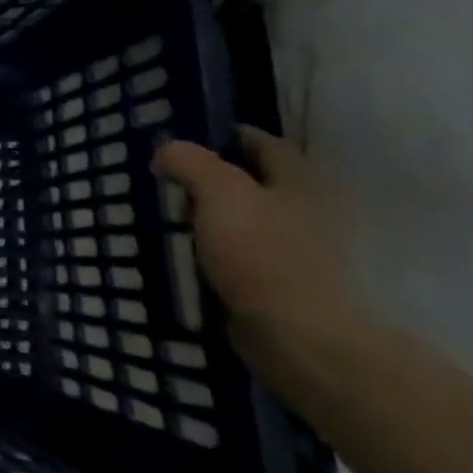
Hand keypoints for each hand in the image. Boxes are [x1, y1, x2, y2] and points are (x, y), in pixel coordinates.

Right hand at [151, 127, 360, 351]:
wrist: (297, 337)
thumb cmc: (261, 254)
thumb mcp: (218, 191)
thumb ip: (189, 161)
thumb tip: (166, 151)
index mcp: (298, 182)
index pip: (264, 142)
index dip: (226, 135)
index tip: (187, 139)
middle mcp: (307, 210)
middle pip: (256, 181)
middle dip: (216, 178)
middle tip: (172, 180)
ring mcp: (298, 251)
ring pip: (248, 219)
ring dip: (215, 216)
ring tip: (174, 219)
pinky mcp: (284, 284)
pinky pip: (244, 254)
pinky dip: (219, 250)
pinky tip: (192, 255)